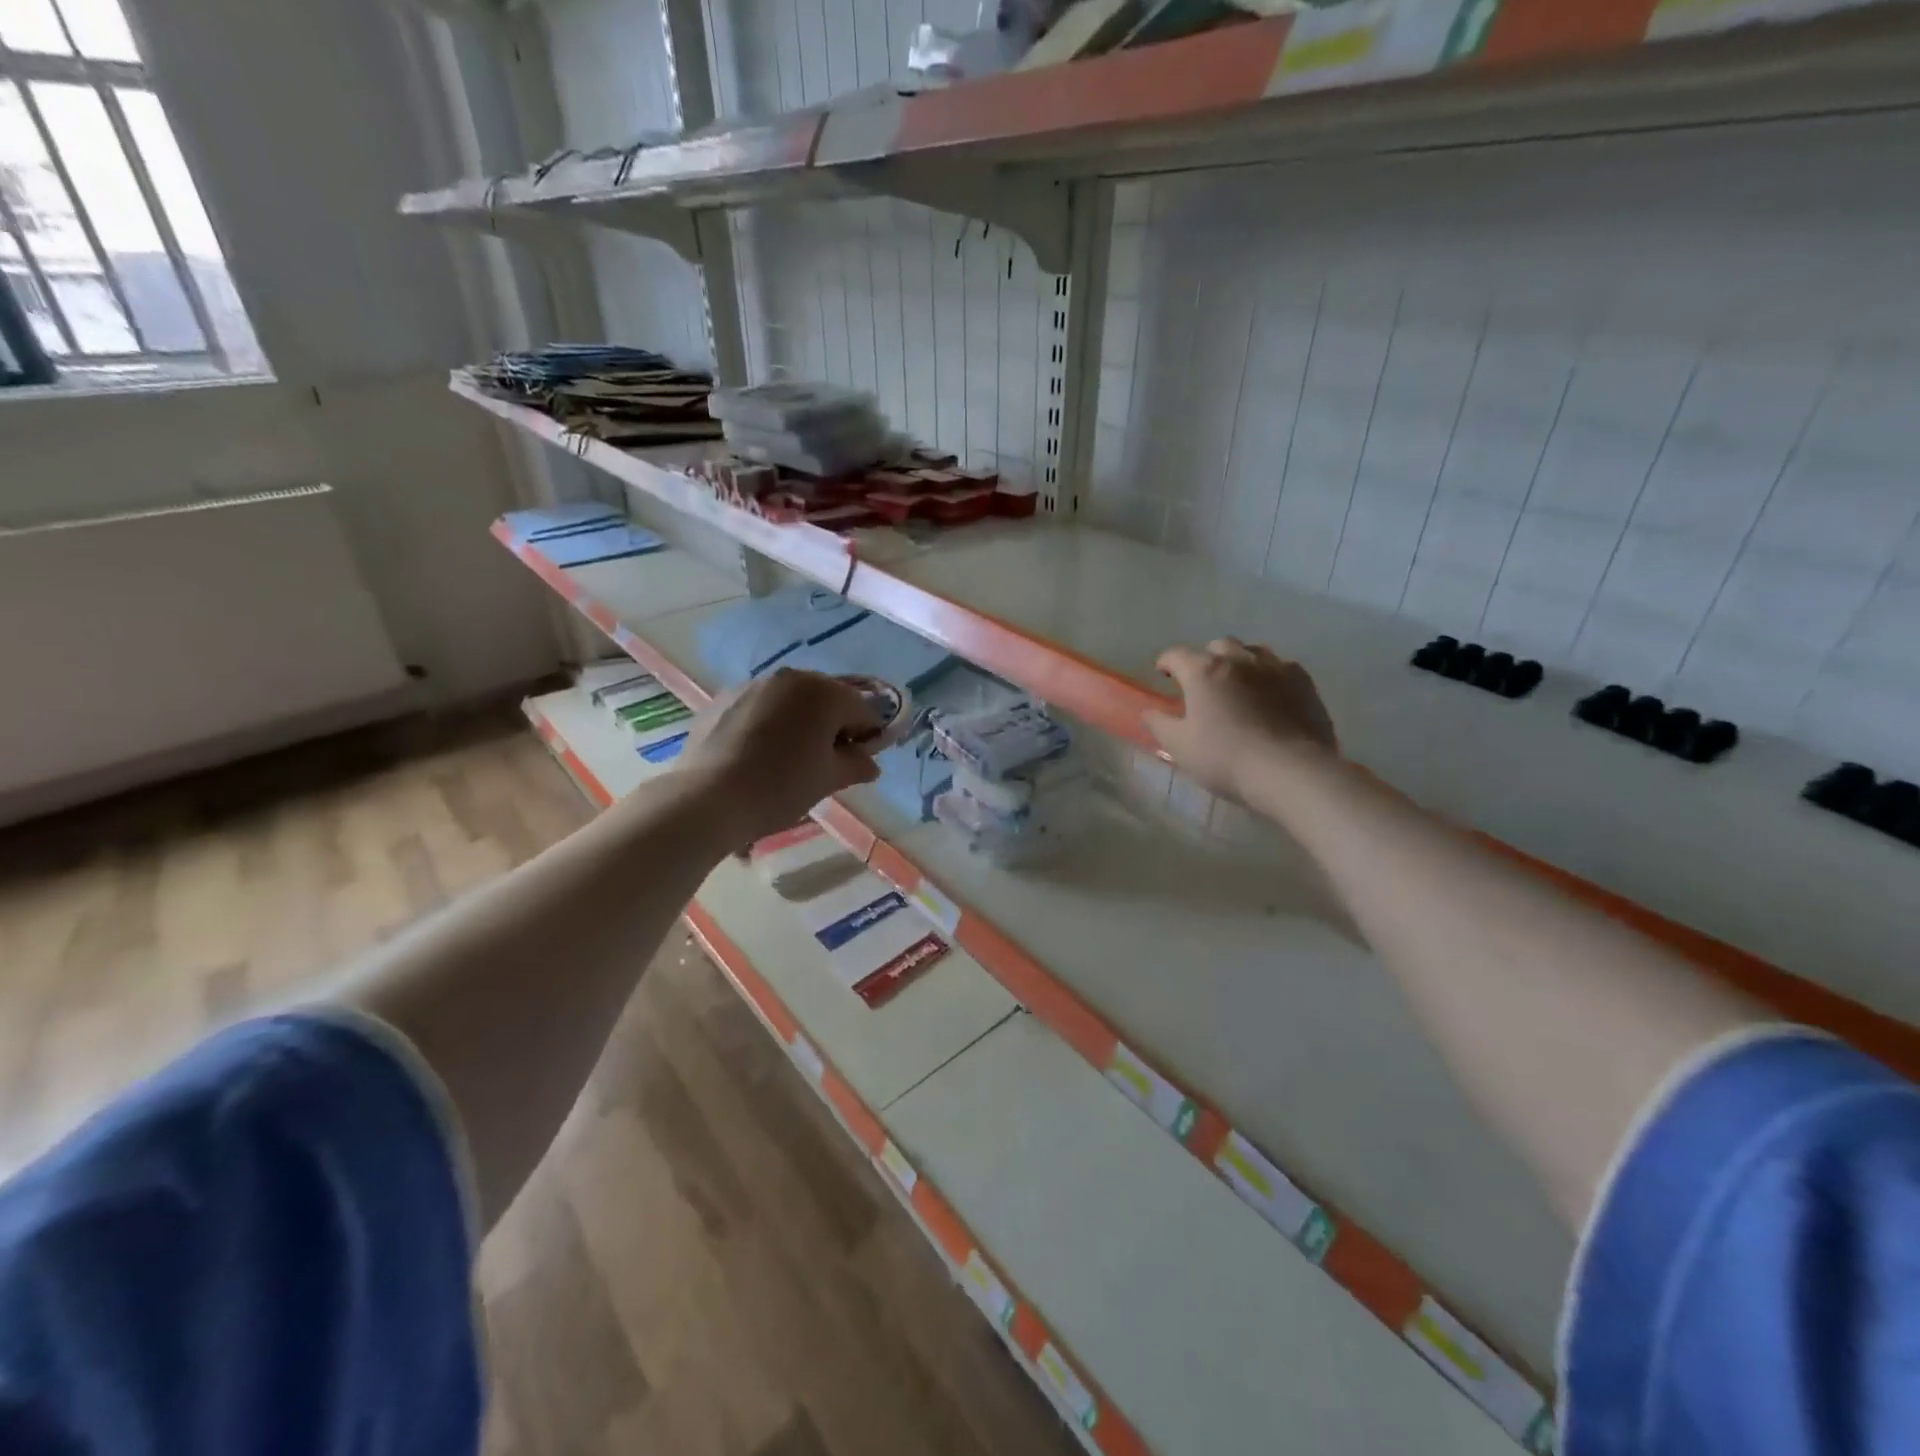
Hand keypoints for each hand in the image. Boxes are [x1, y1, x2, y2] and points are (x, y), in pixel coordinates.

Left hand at [679, 669, 882, 845]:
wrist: (707, 798)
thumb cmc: (780, 787)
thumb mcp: (828, 780)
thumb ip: (856, 765)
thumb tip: (869, 763)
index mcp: (824, 692)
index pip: (864, 710)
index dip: (868, 737)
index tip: (858, 763)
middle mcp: (791, 677)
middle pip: (827, 698)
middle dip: (833, 725)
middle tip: (825, 762)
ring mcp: (754, 684)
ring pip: (792, 700)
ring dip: (800, 722)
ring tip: (788, 758)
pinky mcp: (724, 698)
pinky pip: (761, 707)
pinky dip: (769, 723)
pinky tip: (758, 754)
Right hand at [1144, 638, 1337, 800]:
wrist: (1291, 772)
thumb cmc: (1225, 758)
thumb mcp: (1179, 747)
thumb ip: (1159, 724)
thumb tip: (1148, 711)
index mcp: (1203, 671)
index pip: (1176, 654)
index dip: (1166, 663)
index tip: (1163, 675)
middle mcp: (1239, 659)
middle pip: (1217, 646)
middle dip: (1206, 659)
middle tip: (1203, 684)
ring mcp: (1275, 667)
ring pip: (1252, 652)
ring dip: (1239, 663)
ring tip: (1238, 686)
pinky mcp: (1303, 682)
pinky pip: (1281, 667)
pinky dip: (1269, 676)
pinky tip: (1270, 696)